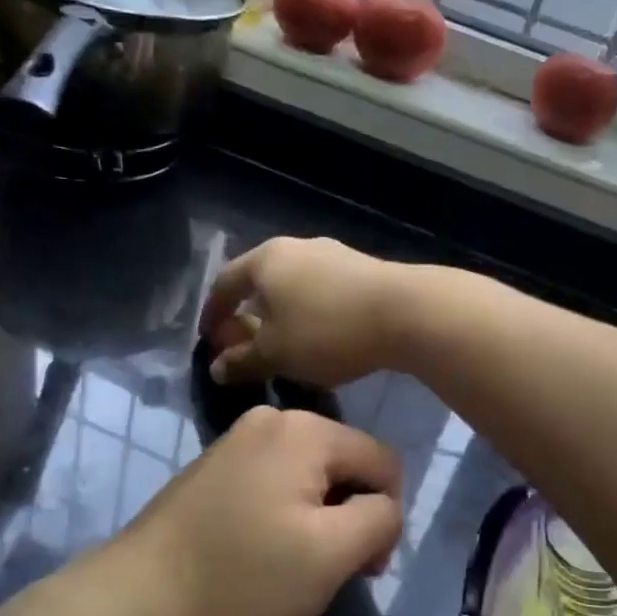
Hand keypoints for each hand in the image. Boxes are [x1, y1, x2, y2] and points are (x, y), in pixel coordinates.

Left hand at [103, 406, 403, 615]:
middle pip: (345, 466)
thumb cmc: (240, 577)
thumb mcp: (330, 554)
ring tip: (291, 568)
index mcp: (304, 428)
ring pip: (310, 479)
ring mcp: (236, 442)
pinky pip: (274, 485)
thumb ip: (379, 519)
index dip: (386, 517)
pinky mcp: (213, 470)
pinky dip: (282, 519)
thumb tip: (384, 506)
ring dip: (317, 522)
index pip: (383, 462)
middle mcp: (270, 420)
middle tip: (326, 573)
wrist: (133, 602)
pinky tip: (259, 555)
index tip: (362, 569)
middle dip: (349, 518)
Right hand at [199, 236, 414, 388]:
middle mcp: (296, 247)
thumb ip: (242, 361)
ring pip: (293, 286)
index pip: (225, 284)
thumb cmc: (327, 331)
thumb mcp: (276, 354)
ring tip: (283, 346)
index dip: (213, 314)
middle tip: (245, 346)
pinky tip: (319, 337)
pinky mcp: (361, 269)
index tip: (209, 341)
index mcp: (266, 260)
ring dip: (280, 315)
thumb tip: (216, 368)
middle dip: (248, 315)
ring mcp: (332, 254)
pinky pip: (321, 291)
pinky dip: (309, 312)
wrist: (406, 312)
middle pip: (260, 281)